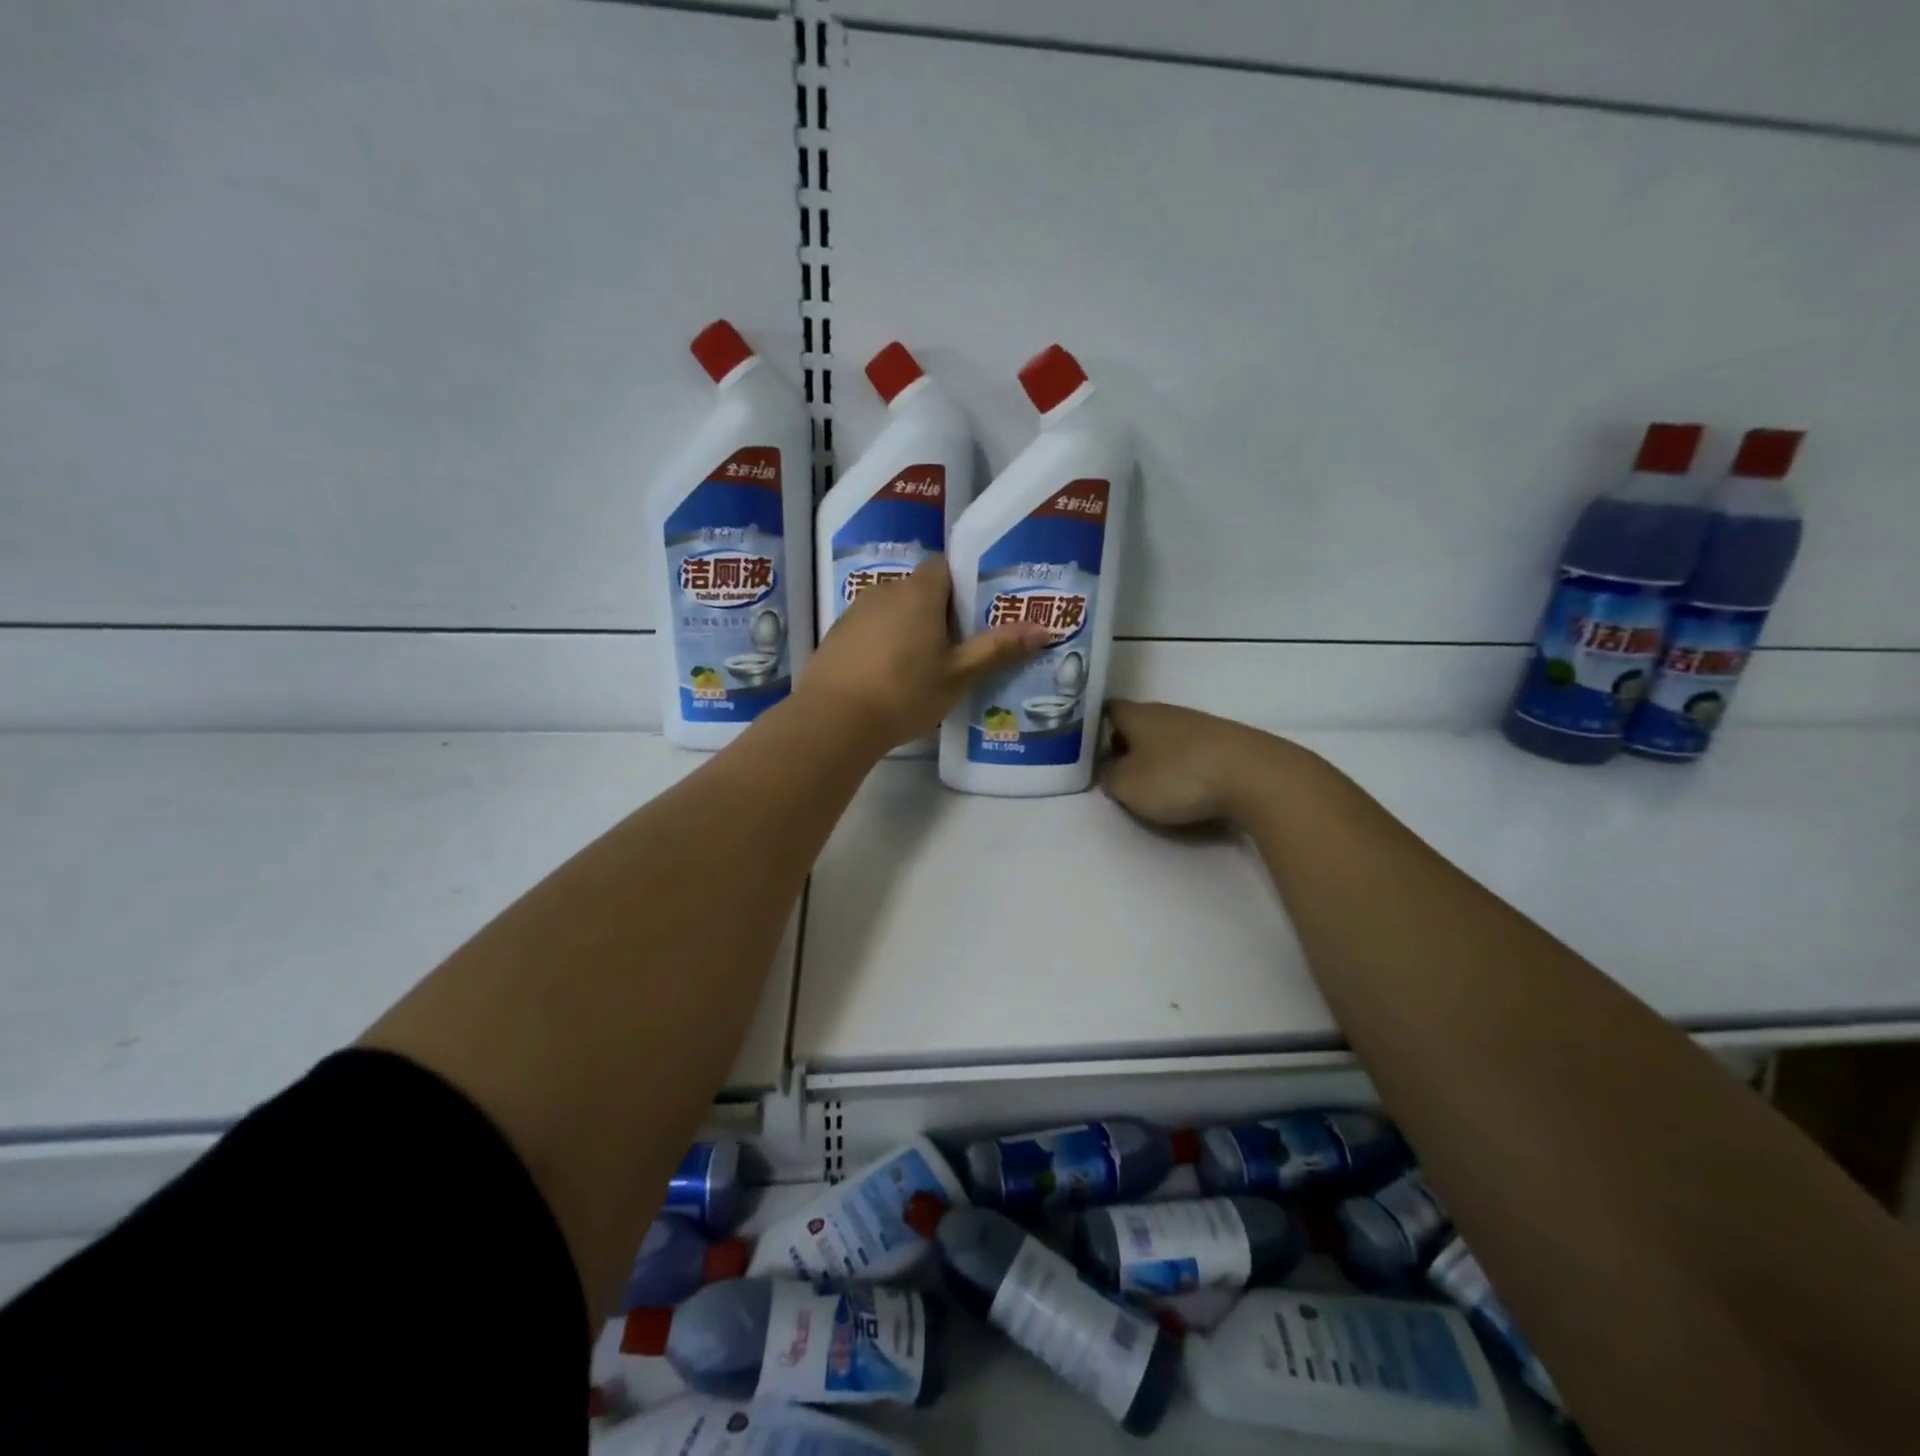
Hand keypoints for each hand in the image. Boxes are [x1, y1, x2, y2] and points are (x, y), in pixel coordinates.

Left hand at [797, 556, 1048, 750]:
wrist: (833, 720)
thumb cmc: (904, 692)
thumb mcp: (958, 675)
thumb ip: (998, 649)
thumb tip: (1044, 628)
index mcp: (919, 592)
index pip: (945, 567)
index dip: (963, 586)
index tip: (976, 615)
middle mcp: (885, 590)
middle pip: (920, 590)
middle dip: (939, 612)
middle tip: (958, 648)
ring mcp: (855, 612)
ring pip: (893, 610)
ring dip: (909, 629)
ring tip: (923, 667)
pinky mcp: (836, 635)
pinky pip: (870, 629)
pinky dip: (883, 643)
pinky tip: (888, 677)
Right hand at [1100, 700, 1278, 825]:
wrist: (1255, 776)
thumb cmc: (1179, 777)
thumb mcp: (1128, 786)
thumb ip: (1109, 777)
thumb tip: (1109, 771)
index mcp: (1138, 715)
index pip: (1108, 709)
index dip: (1095, 725)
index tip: (1087, 745)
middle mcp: (1167, 712)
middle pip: (1138, 723)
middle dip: (1126, 744)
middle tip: (1116, 771)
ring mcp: (1200, 724)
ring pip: (1166, 736)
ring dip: (1156, 755)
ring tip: (1152, 783)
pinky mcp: (1226, 742)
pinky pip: (1193, 750)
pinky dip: (1184, 764)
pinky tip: (1188, 785)